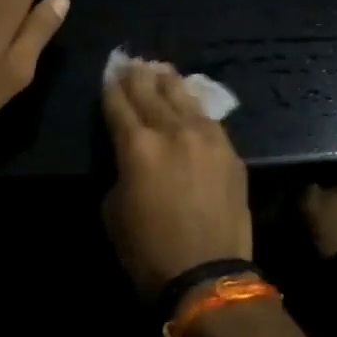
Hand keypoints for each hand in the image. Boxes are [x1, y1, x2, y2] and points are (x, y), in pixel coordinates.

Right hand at [101, 61, 251, 298]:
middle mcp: (172, 130)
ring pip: (182, 96)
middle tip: (130, 62)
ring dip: (167, 81)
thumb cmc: (148, 252)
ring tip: (159, 68)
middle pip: (150, 92)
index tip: (108, 73)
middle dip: (137, 76)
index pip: (118, 105)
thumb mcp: (113, 211)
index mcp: (137, 146)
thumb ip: (120, 170)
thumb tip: (128, 155)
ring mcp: (205, 136)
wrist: (208, 275)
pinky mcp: (229, 149)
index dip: (110, 88)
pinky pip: (207, 116)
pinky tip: (189, 96)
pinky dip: (193, 102)